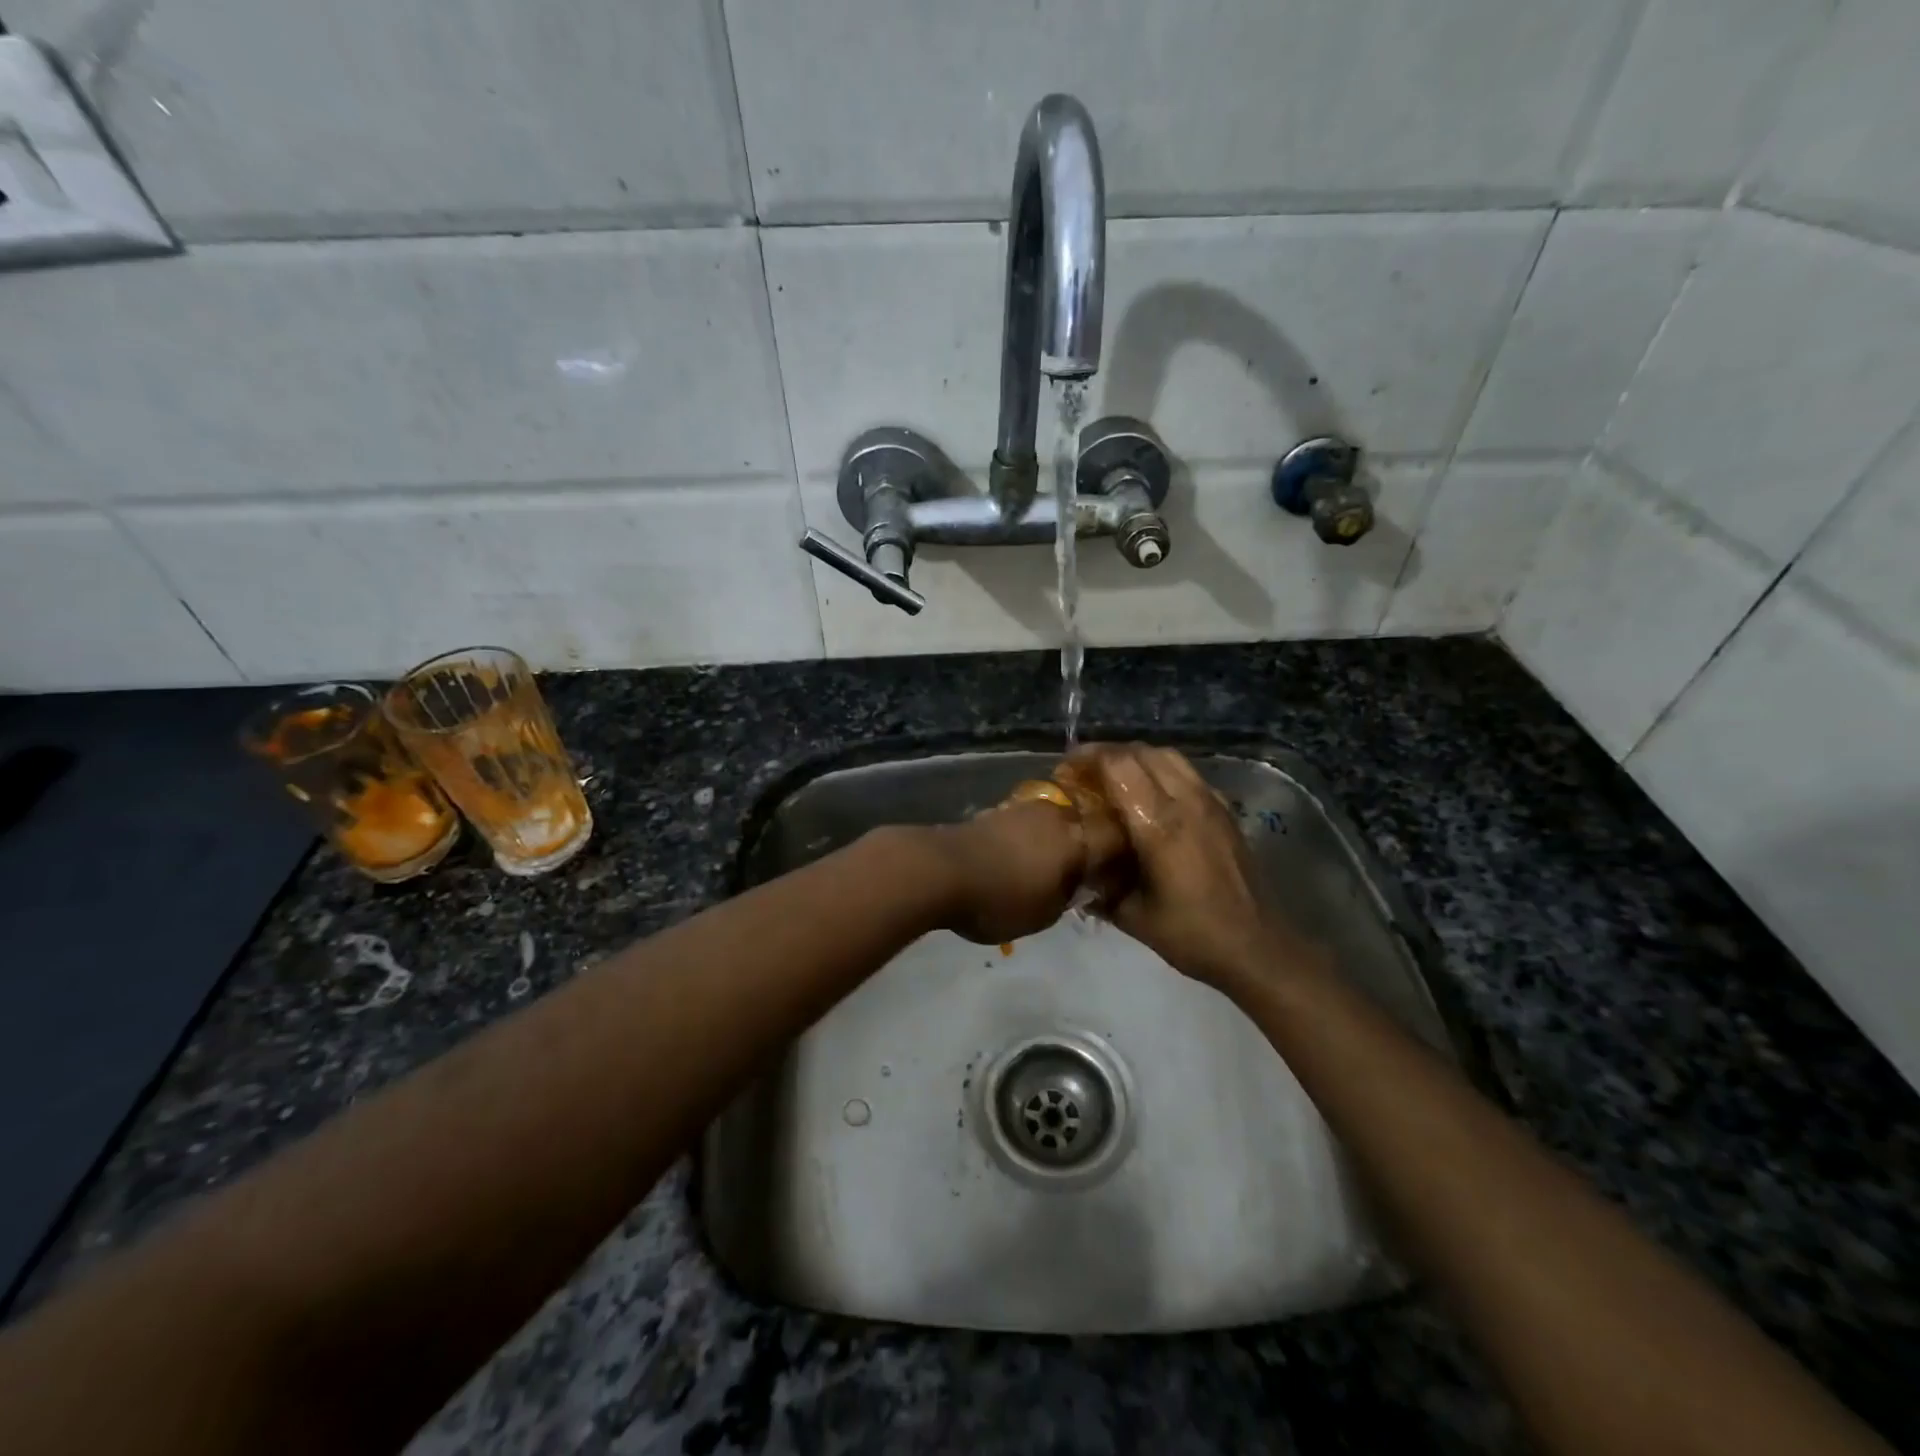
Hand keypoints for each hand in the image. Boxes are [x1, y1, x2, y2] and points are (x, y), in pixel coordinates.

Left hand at [919, 800, 1111, 945]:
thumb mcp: (1045, 914)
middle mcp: (1056, 814)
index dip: (1122, 855)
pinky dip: (1029, 838)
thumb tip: (1077, 885)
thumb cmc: (999, 898)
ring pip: (1054, 821)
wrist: (938, 869)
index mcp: (1078, 839)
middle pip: (1084, 823)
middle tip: (1084, 869)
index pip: (1115, 839)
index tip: (1120, 873)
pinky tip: (1020, 856)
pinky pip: (1026, 823)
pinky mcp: (996, 811)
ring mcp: (1023, 808)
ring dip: (1055, 839)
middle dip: (1087, 843)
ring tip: (1048, 865)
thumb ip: (1068, 896)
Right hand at [1069, 743, 1309, 992]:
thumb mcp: (1132, 915)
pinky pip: (1187, 772)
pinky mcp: (1224, 810)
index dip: (1087, 758)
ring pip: (1167, 756)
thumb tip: (1073, 864)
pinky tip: (1150, 795)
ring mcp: (1210, 802)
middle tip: (1083, 773)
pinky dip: (1161, 770)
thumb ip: (1098, 884)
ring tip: (1113, 778)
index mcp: (1159, 824)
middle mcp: (1186, 801)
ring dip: (1135, 758)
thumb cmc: (1191, 934)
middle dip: (1107, 754)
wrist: (1257, 947)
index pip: (1118, 765)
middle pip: (1141, 752)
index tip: (1064, 771)